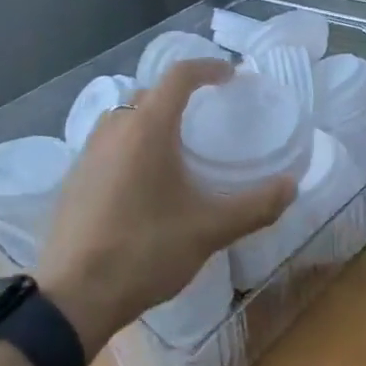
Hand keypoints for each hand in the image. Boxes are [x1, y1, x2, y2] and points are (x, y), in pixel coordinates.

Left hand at [34, 60, 294, 349]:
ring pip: (123, 120)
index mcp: (147, 130)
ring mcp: (86, 155)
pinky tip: (144, 184)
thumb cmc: (145, 251)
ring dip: (151, 121)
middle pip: (148, 95)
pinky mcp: (73, 181)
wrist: (74, 296)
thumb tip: (291, 186)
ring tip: (176, 149)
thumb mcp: (210, 230)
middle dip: (179, 97)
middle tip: (207, 116)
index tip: (231, 76)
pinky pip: (107, 146)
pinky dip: (131, 147)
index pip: (178, 76)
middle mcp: (113, 131)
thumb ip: (256, 206)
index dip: (208, 68)